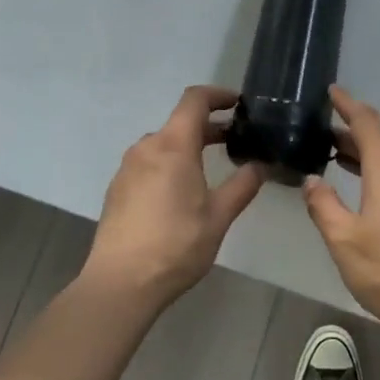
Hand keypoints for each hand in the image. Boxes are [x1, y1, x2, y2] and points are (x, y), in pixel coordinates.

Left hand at [85, 86, 265, 310]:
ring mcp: (128, 167)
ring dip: (188, 146)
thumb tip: (261, 165)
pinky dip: (169, 164)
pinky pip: (148, 163)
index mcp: (173, 145)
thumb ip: (243, 185)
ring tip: (209, 169)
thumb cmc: (176, 245)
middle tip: (235, 141)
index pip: (195, 99)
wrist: (120, 284)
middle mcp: (147, 147)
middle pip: (180, 122)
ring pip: (163, 143)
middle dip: (208, 127)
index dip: (218, 95)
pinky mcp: (118, 188)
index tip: (239, 104)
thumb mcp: (219, 216)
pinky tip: (180, 193)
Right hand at [303, 86, 379, 333]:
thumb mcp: (344, 240)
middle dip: (351, 135)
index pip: (367, 123)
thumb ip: (324, 206)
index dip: (348, 105)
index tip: (332, 91)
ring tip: (339, 162)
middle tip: (323, 136)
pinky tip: (368, 198)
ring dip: (365, 159)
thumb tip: (312, 180)